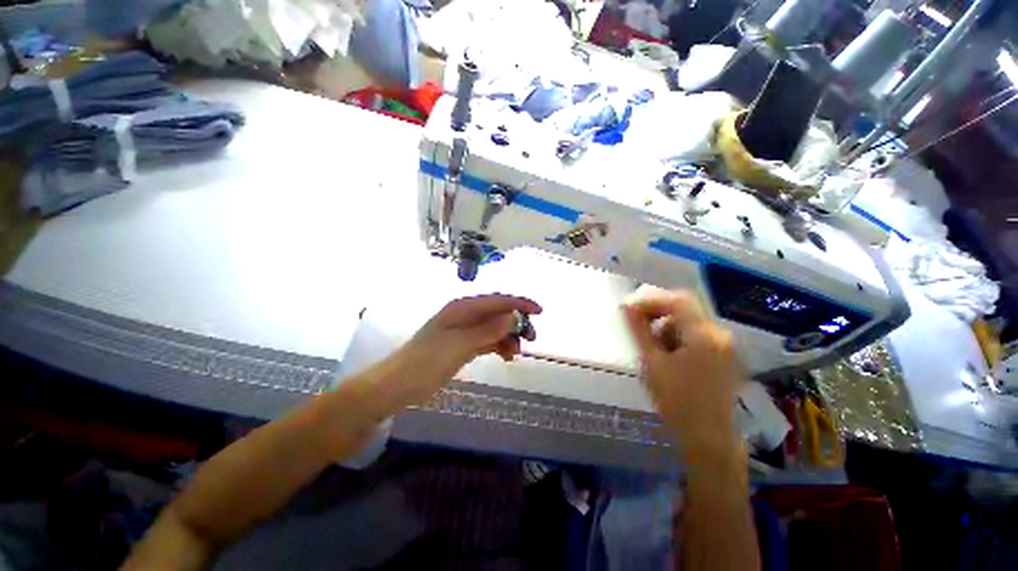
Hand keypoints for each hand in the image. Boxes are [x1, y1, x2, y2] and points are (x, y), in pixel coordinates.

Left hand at [369, 294, 541, 412]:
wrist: (398, 385)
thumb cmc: (427, 361)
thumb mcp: (459, 345)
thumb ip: (487, 330)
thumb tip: (512, 316)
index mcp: (462, 308)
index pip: (497, 300)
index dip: (519, 303)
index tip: (540, 312)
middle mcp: (465, 315)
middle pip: (497, 313)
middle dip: (516, 322)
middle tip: (531, 338)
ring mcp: (464, 331)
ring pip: (494, 328)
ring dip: (508, 337)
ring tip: (516, 352)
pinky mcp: (463, 345)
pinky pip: (487, 341)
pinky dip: (498, 346)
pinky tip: (505, 355)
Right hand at [621, 286, 744, 458]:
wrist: (708, 438)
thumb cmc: (676, 401)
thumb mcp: (652, 362)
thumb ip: (639, 330)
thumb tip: (626, 305)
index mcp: (704, 335)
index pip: (677, 300)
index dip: (651, 300)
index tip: (629, 309)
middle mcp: (719, 334)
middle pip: (685, 307)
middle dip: (657, 312)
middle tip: (636, 323)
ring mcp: (725, 344)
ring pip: (689, 321)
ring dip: (666, 325)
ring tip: (651, 345)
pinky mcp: (724, 354)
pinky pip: (696, 334)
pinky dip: (677, 336)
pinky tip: (667, 354)